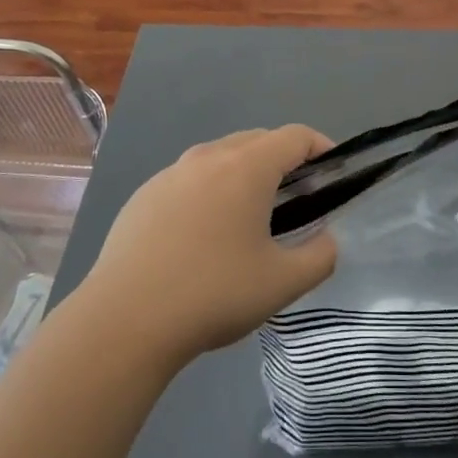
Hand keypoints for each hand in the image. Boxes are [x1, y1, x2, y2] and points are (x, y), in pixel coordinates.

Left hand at [78, 126, 338, 366]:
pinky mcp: (144, 195)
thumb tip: (325, 240)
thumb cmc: (213, 294)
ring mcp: (170, 173)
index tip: (333, 173)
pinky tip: (203, 236)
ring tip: (251, 217)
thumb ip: (320, 256)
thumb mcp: (283, 283)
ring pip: (220, 157)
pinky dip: (210, 191)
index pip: (295, 137)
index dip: (321, 147)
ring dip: (245, 174)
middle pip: (258, 140)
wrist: (125, 320)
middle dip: (284, 160)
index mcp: (246, 167)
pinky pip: (189, 179)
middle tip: (298, 200)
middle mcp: (208, 157)